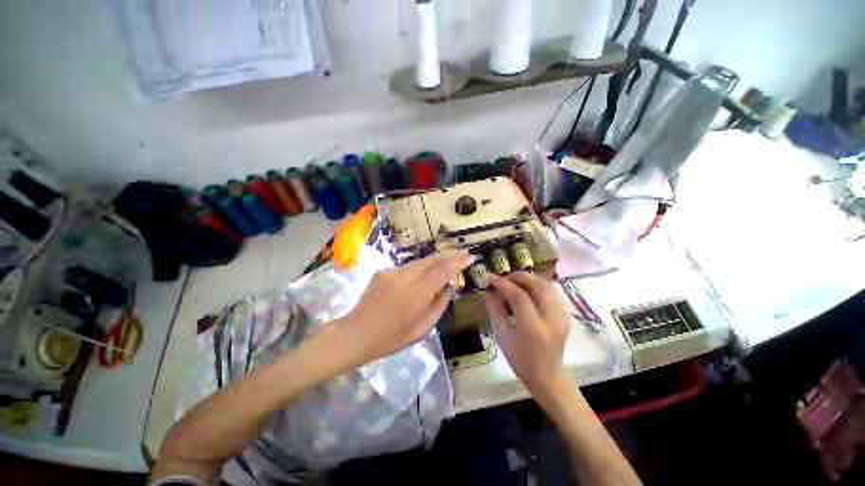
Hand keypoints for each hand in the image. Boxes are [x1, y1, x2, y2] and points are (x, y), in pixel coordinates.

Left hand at [337, 249, 471, 367]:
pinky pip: (408, 267)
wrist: (357, 333)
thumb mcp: (424, 328)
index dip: (457, 262)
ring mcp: (392, 272)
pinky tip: (425, 273)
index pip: (442, 270)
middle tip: (464, 252)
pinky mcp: (383, 271)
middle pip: (432, 259)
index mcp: (416, 295)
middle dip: (450, 254)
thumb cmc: (393, 338)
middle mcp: (404, 278)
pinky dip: (421, 268)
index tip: (470, 257)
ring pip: (420, 261)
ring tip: (450, 259)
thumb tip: (451, 284)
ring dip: (436, 259)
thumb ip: (440, 303)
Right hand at [482, 272, 570, 392]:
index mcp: (534, 327)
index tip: (491, 278)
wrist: (548, 376)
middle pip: (537, 285)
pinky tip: (526, 290)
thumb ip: (495, 311)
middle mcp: (552, 318)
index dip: (504, 284)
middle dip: (518, 277)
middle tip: (503, 278)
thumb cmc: (521, 360)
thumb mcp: (503, 336)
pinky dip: (536, 286)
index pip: (519, 296)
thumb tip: (487, 292)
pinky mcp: (565, 314)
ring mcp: (562, 315)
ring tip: (513, 282)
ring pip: (546, 285)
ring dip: (528, 279)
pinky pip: (550, 292)